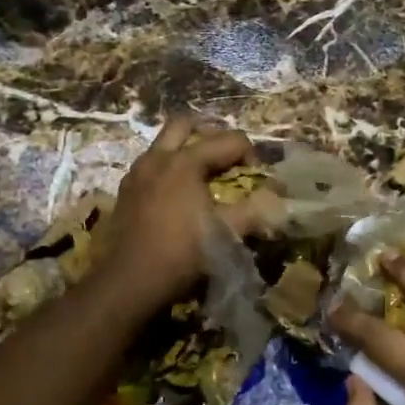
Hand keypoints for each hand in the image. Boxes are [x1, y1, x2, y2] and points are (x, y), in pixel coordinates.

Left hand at [95, 116, 273, 315]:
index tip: (258, 176)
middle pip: (185, 124)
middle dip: (211, 134)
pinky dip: (168, 168)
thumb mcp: (227, 232)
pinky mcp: (125, 191)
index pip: (228, 140)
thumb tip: (279, 195)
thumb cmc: (183, 253)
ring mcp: (137, 172)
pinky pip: (150, 165)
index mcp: (186, 162)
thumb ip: (257, 209)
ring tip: (202, 176)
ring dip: (186, 150)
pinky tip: (177, 195)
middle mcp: (158, 157)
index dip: (250, 153)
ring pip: (163, 143)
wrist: (130, 280)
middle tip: (225, 158)